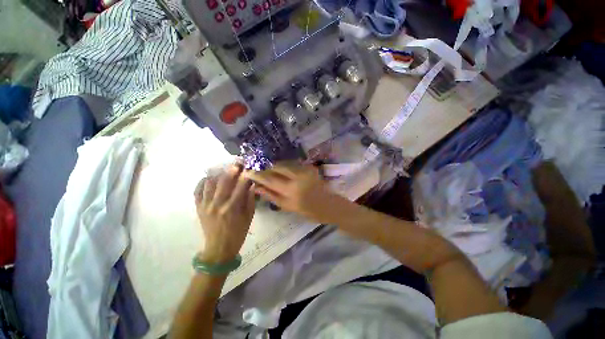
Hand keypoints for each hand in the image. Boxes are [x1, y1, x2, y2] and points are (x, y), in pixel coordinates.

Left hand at [194, 164, 255, 263]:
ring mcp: (206, 205)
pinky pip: (197, 191)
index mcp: (233, 208)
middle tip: (237, 163)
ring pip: (210, 183)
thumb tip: (252, 184)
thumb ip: (250, 199)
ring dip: (217, 173)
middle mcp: (218, 204)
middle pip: (224, 181)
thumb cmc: (238, 232)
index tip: (249, 167)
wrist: (219, 248)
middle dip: (232, 170)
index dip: (245, 175)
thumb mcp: (249, 217)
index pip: (241, 186)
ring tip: (223, 169)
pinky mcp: (198, 208)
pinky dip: (202, 182)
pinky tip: (208, 178)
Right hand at [243, 162, 339, 220]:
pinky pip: (294, 164)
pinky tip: (285, 171)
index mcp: (291, 191)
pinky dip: (287, 166)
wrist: (329, 205)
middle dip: (267, 168)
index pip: (269, 180)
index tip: (248, 172)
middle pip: (277, 167)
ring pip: (285, 164)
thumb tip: (257, 188)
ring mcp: (305, 171)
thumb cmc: (309, 211)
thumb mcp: (288, 207)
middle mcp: (297, 178)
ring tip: (272, 172)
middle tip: (262, 171)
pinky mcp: (310, 167)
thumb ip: (272, 196)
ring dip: (276, 167)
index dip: (257, 175)